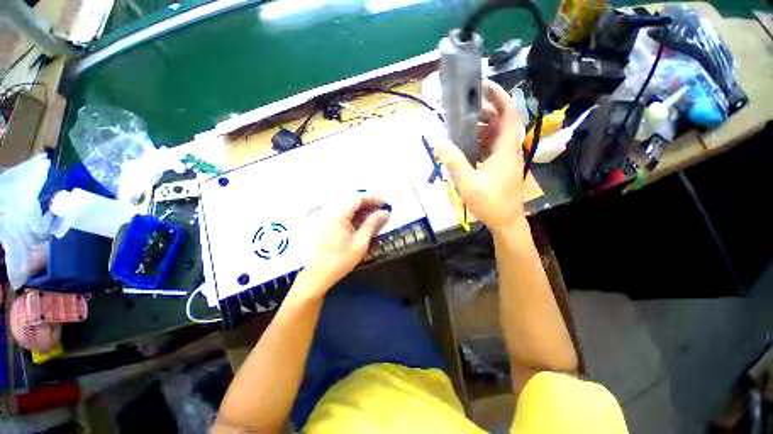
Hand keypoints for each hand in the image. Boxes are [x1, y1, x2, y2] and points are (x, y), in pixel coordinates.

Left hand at [301, 195, 389, 292]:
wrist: (319, 274)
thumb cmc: (341, 260)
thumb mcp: (361, 242)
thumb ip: (372, 224)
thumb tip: (384, 212)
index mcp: (339, 214)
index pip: (358, 198)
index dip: (374, 199)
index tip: (386, 205)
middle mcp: (331, 212)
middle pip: (352, 201)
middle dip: (369, 204)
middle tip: (382, 212)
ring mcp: (328, 217)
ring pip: (348, 207)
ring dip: (362, 210)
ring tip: (375, 218)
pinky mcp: (327, 224)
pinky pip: (343, 214)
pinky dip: (354, 216)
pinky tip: (362, 224)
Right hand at [434, 79, 525, 231]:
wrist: (505, 221)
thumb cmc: (489, 202)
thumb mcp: (467, 181)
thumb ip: (452, 160)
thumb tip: (437, 139)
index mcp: (505, 148)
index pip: (509, 113)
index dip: (499, 95)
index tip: (482, 86)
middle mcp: (508, 149)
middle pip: (500, 121)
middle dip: (484, 111)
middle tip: (462, 108)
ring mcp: (505, 158)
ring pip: (494, 135)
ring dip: (479, 128)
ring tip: (459, 126)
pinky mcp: (500, 166)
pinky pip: (490, 147)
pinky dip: (478, 142)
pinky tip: (464, 145)